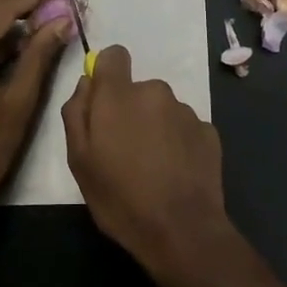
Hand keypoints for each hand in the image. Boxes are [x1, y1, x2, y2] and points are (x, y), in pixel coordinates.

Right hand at [62, 44, 236, 280]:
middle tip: (124, 151)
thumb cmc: (120, 197)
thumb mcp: (79, 160)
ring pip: (162, 110)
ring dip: (155, 128)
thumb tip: (86, 84)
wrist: (181, 230)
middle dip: (130, 111)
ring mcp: (186, 111)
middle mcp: (155, 92)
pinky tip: (175, 174)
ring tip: (152, 168)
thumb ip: (77, 113)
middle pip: (137, 90)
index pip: (114, 56)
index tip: (104, 103)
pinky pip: (184, 128)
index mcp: (119, 95)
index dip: (106, 74)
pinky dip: (178, 143)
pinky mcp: (209, 132)